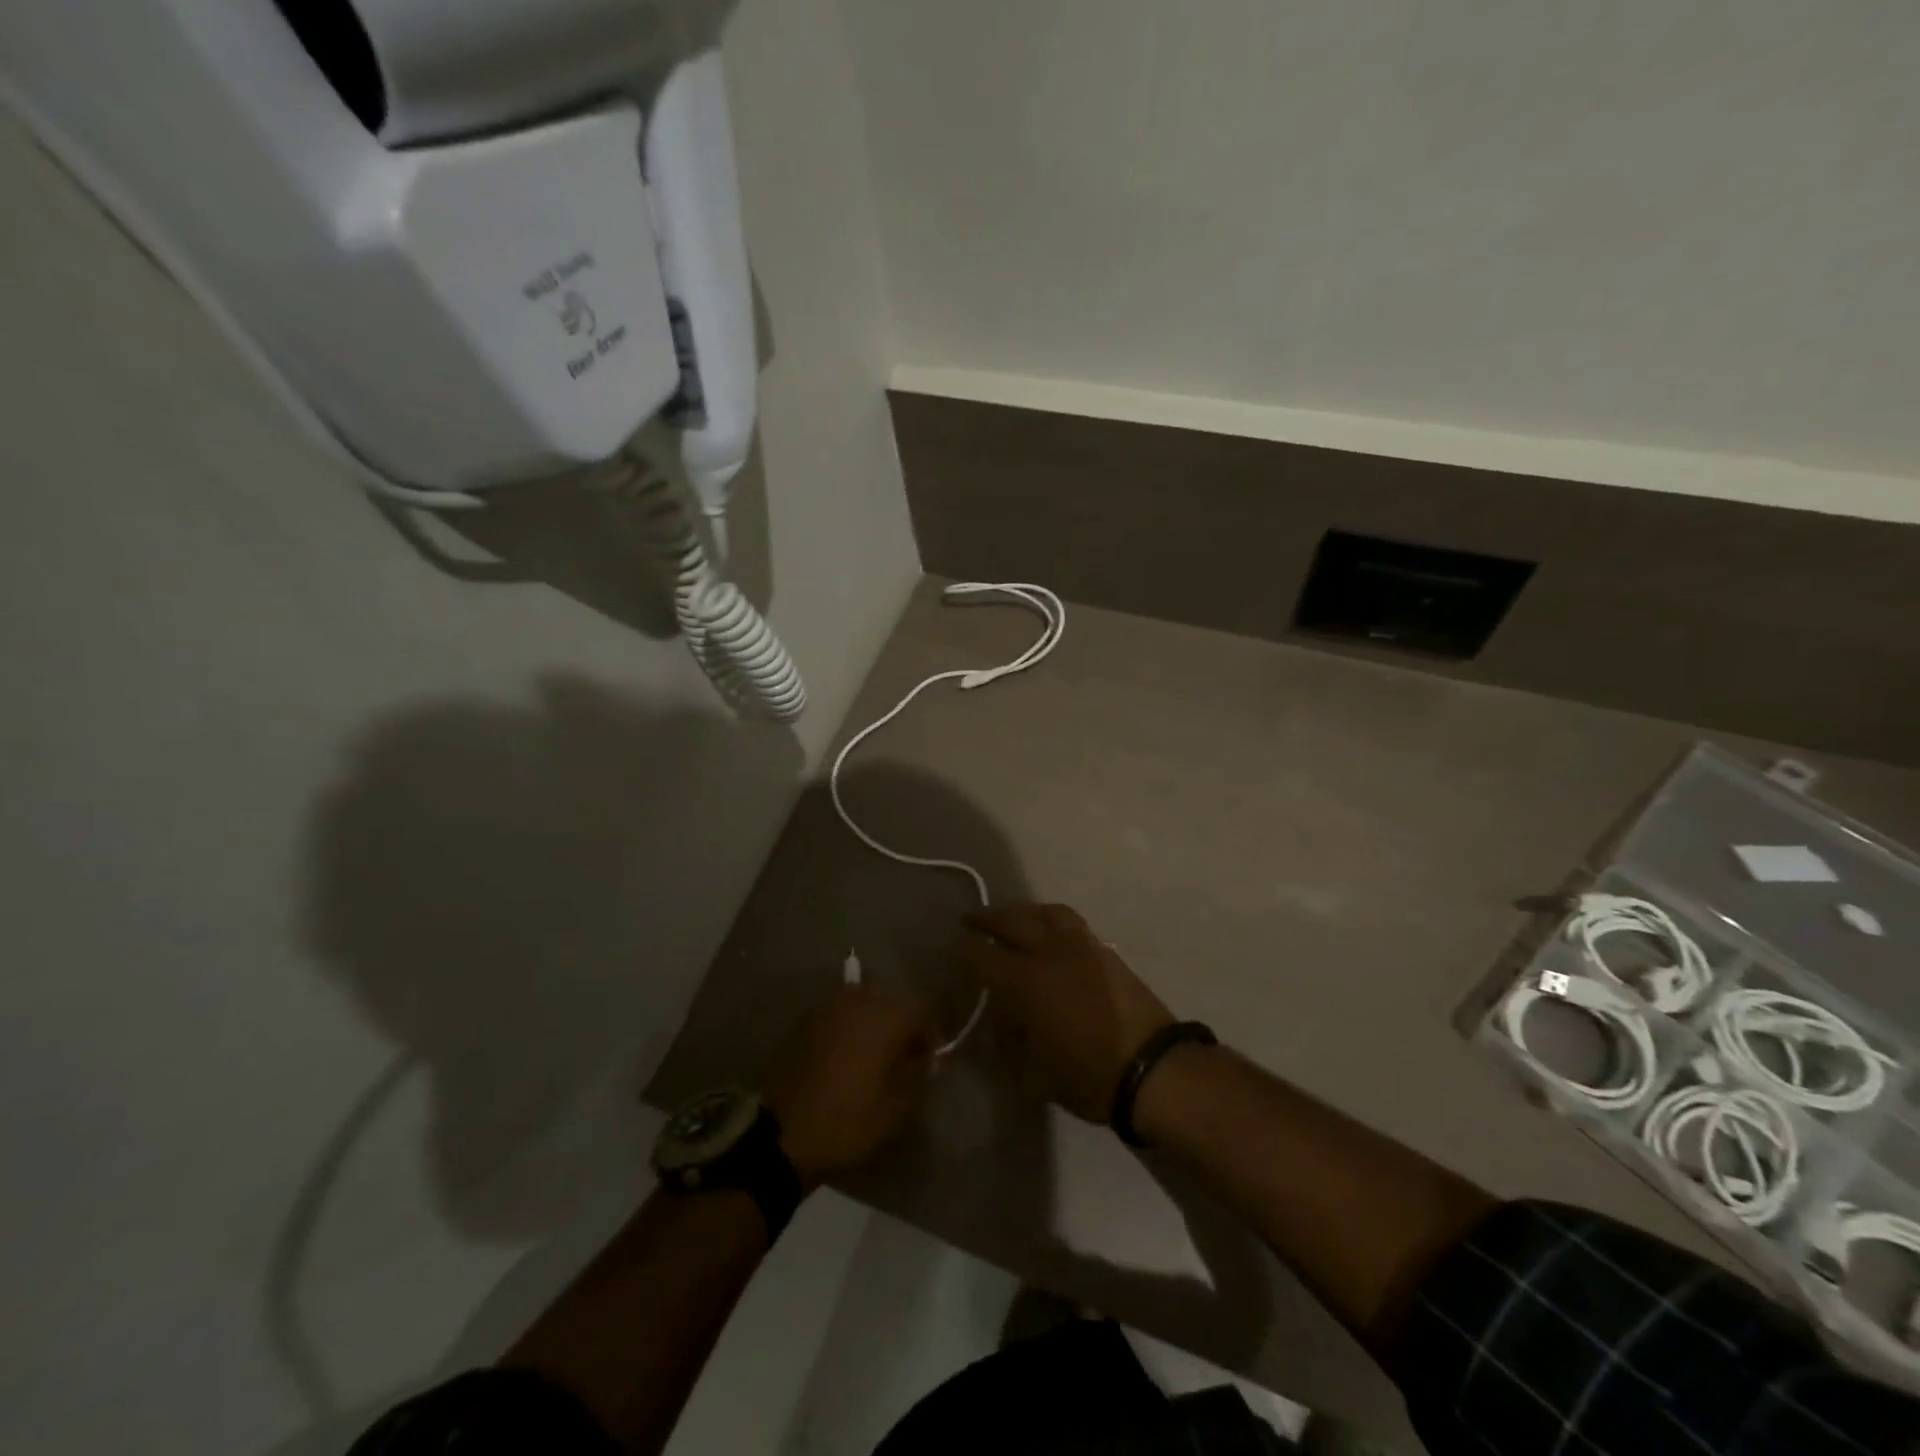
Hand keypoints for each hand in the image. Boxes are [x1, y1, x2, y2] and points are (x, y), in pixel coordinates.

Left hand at [763, 986, 934, 1188]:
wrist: (781, 1134)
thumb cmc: (847, 1122)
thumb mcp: (895, 1109)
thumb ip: (918, 1075)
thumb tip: (926, 1058)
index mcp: (886, 1018)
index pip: (922, 1010)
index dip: (931, 1033)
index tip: (929, 1059)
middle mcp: (859, 1001)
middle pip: (893, 1001)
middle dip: (902, 1024)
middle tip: (903, 1056)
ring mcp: (828, 1006)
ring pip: (864, 1002)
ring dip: (874, 1022)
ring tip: (873, 1054)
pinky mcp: (806, 1019)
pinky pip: (839, 1013)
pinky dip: (849, 1026)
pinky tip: (845, 1053)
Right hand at [963, 903, 1174, 1123]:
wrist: (1153, 1068)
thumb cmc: (1088, 1075)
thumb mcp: (1034, 1073)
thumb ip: (1008, 1042)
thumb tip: (995, 1023)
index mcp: (1025, 980)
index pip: (983, 955)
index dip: (965, 949)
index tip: (954, 946)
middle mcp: (1049, 952)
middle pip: (1013, 921)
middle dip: (988, 918)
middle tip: (972, 919)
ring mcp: (1081, 946)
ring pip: (1045, 912)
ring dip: (1023, 911)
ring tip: (1013, 917)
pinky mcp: (1104, 950)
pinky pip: (1070, 921)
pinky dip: (1050, 918)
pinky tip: (1049, 931)